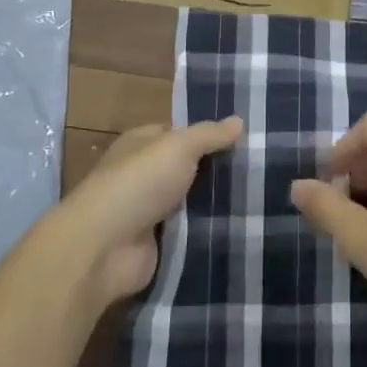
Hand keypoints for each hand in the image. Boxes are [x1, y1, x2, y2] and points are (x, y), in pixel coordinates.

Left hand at [57, 118, 242, 307]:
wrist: (105, 246)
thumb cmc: (139, 182)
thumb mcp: (179, 146)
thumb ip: (209, 134)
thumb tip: (239, 120)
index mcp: (141, 144)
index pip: (179, 134)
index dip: (209, 136)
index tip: (245, 140)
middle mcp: (144, 175)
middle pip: (188, 169)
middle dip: (218, 171)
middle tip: (261, 170)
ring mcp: (150, 211)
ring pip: (192, 202)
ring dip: (217, 203)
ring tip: (261, 198)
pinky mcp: (157, 244)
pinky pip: (190, 232)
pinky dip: (209, 230)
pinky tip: (242, 225)